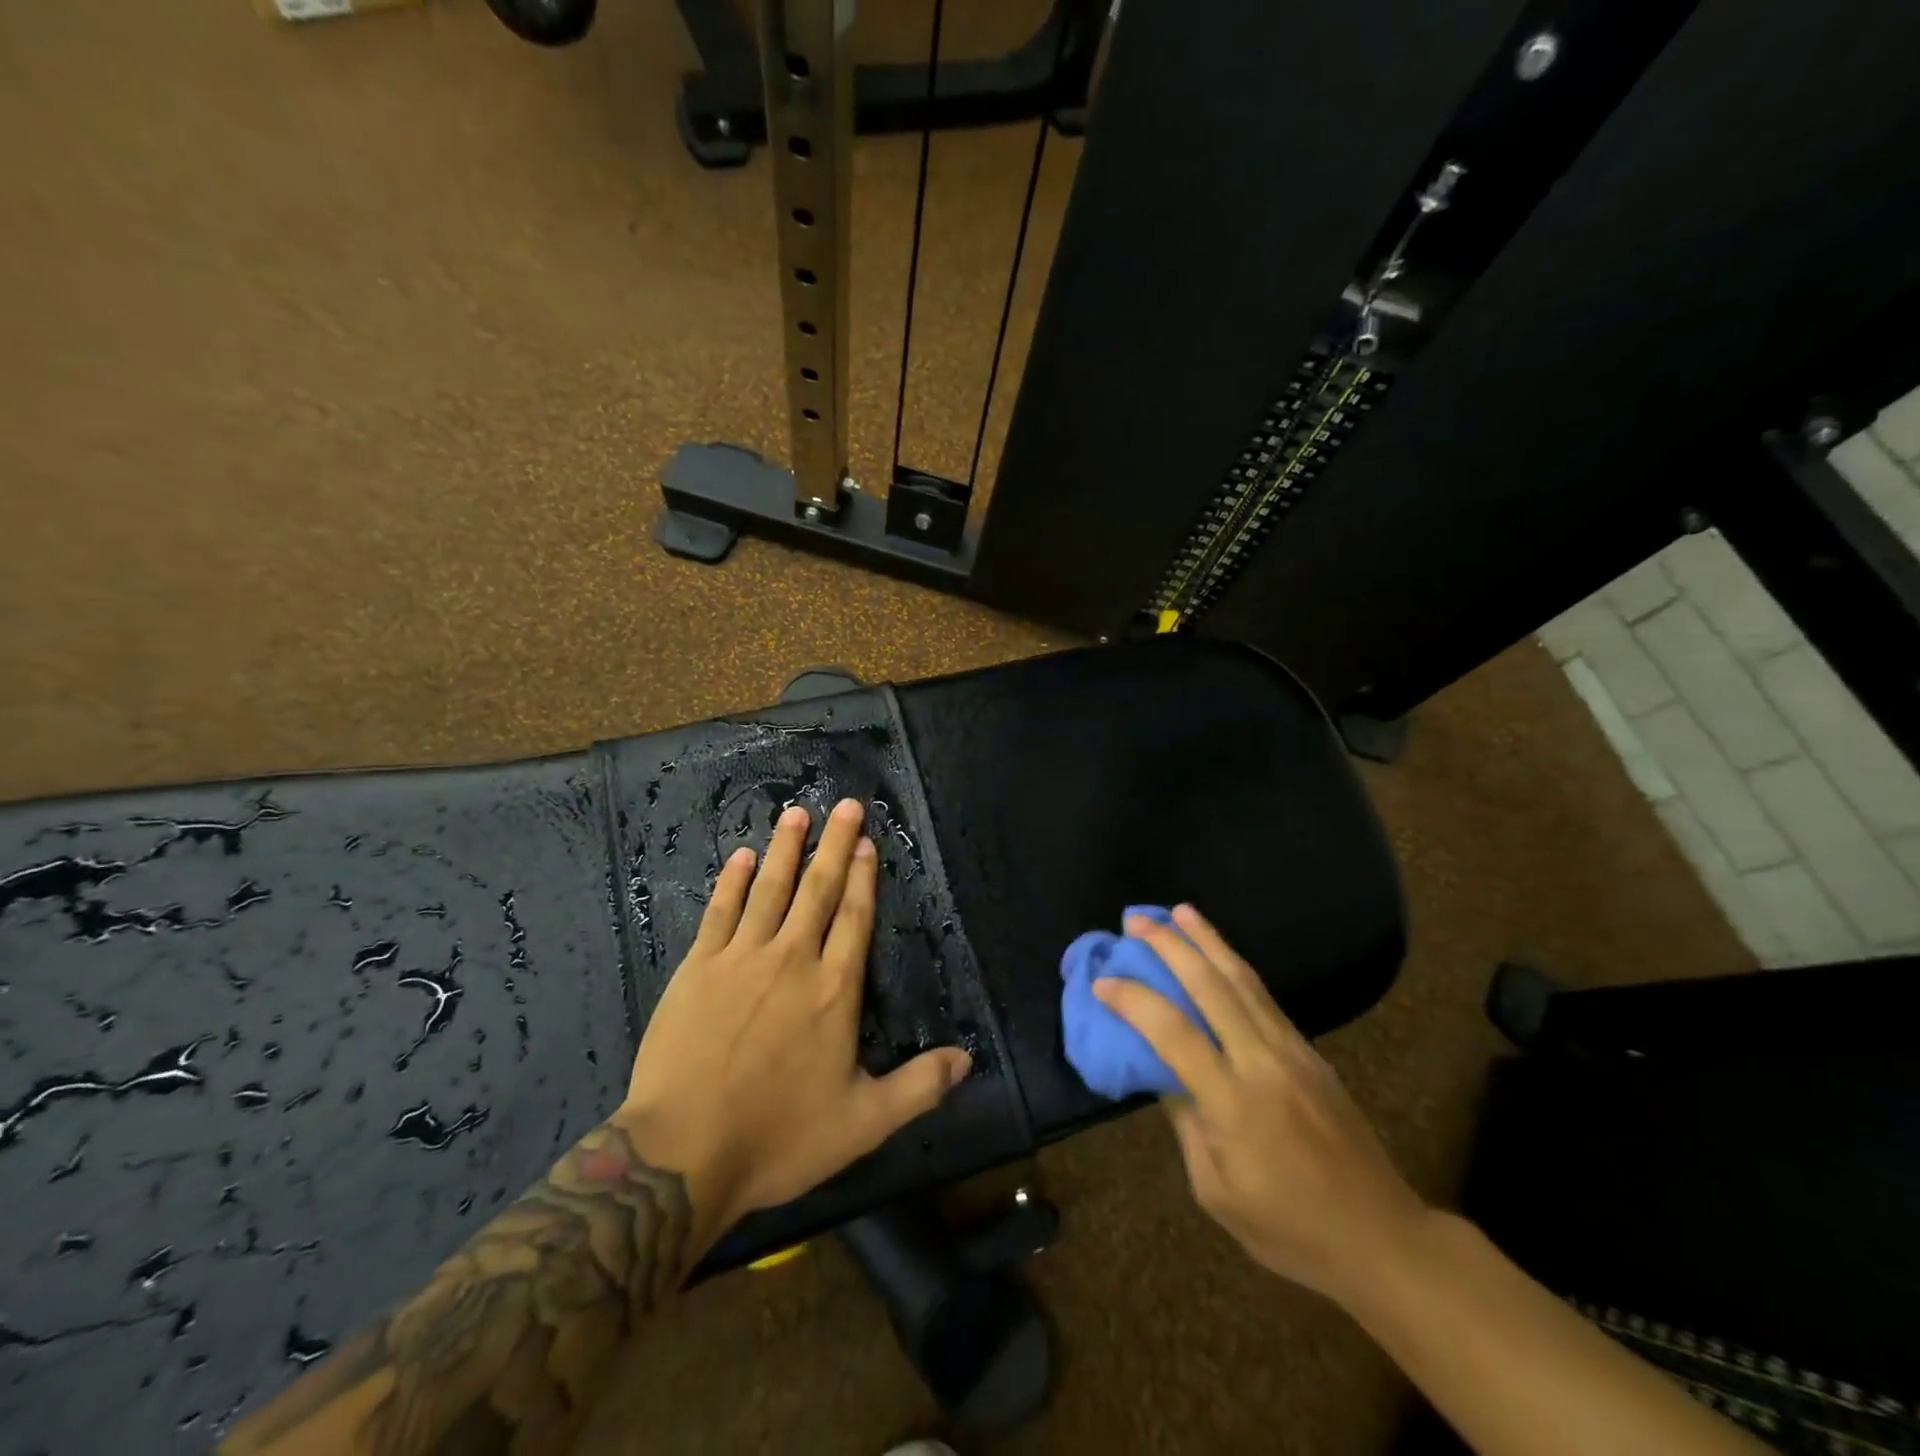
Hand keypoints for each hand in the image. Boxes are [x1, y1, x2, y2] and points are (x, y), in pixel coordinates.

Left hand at [616, 798, 972, 1248]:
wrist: (683, 1154)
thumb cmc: (779, 1136)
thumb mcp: (863, 1123)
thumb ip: (919, 1087)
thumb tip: (968, 1058)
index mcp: (834, 989)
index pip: (855, 918)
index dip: (863, 877)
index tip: (867, 842)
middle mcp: (793, 959)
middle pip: (818, 890)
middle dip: (834, 844)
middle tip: (846, 805)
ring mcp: (742, 958)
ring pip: (771, 889)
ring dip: (786, 848)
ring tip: (797, 813)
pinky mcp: (699, 967)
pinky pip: (721, 912)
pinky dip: (733, 881)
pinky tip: (742, 856)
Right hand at [1093, 904, 1428, 1306]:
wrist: (1381, 1237)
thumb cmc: (1289, 1229)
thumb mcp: (1216, 1191)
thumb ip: (1186, 1121)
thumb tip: (1161, 1069)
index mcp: (1234, 1104)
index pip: (1173, 1033)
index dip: (1134, 1001)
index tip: (1103, 981)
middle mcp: (1264, 1063)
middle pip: (1211, 986)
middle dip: (1170, 947)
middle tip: (1135, 921)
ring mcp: (1293, 1051)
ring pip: (1243, 980)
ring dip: (1207, 941)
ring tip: (1178, 912)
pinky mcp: (1310, 1052)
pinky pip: (1264, 997)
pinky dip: (1234, 966)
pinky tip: (1218, 954)